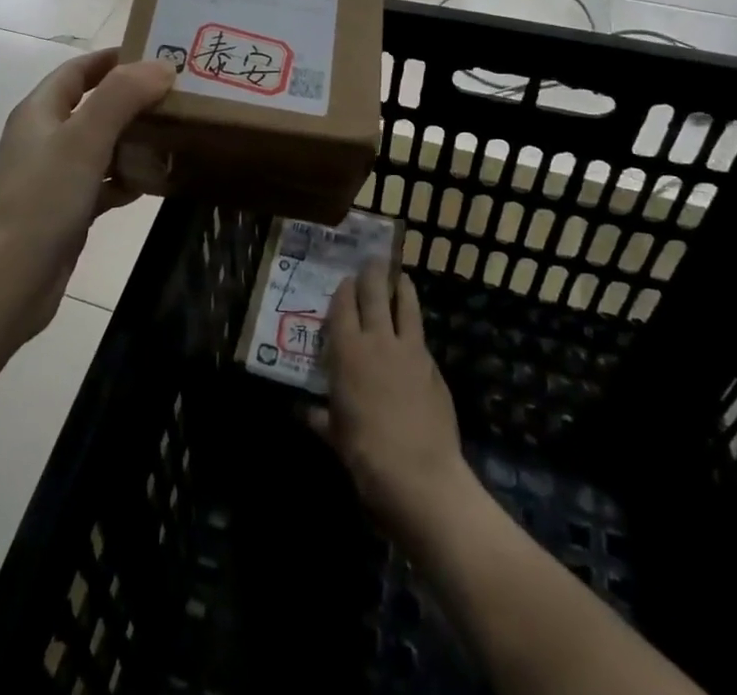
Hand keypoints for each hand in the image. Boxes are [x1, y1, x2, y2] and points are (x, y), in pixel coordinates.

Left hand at [0, 49, 174, 341]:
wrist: (3, 282)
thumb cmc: (40, 200)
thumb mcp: (83, 139)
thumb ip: (122, 97)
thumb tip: (162, 65)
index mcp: (41, 111)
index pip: (79, 70)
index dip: (114, 58)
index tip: (158, 53)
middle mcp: (46, 138)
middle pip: (94, 106)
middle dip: (133, 99)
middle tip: (181, 96)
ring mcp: (55, 177)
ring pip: (101, 146)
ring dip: (134, 139)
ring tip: (178, 134)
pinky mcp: (66, 212)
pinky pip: (102, 184)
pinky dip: (127, 179)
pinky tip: (156, 182)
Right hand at [310, 258, 470, 544]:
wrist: (418, 475)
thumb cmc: (364, 453)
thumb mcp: (333, 435)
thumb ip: (319, 417)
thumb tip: (303, 411)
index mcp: (346, 351)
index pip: (343, 306)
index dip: (344, 289)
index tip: (345, 279)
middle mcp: (377, 340)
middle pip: (375, 293)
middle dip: (373, 274)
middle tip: (373, 260)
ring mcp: (409, 350)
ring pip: (406, 305)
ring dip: (402, 287)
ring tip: (401, 276)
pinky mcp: (433, 366)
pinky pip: (421, 336)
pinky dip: (416, 325)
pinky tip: (415, 328)